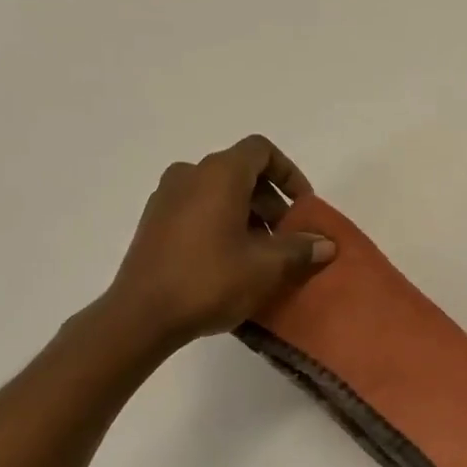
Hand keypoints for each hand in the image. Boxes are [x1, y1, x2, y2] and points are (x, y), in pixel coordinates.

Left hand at [107, 135, 334, 347]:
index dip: (289, 173)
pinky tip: (230, 261)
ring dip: (246, 214)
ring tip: (261, 254)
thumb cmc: (209, 281)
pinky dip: (221, 222)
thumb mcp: (265, 267)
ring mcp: (166, 197)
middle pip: (240, 172)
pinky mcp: (154, 222)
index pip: (262, 151)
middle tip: (287, 238)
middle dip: (271, 201)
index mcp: (219, 174)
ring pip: (218, 192)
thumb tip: (325, 244)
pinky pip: (197, 208)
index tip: (303, 206)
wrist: (141, 315)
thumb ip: (300, 249)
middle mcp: (190, 174)